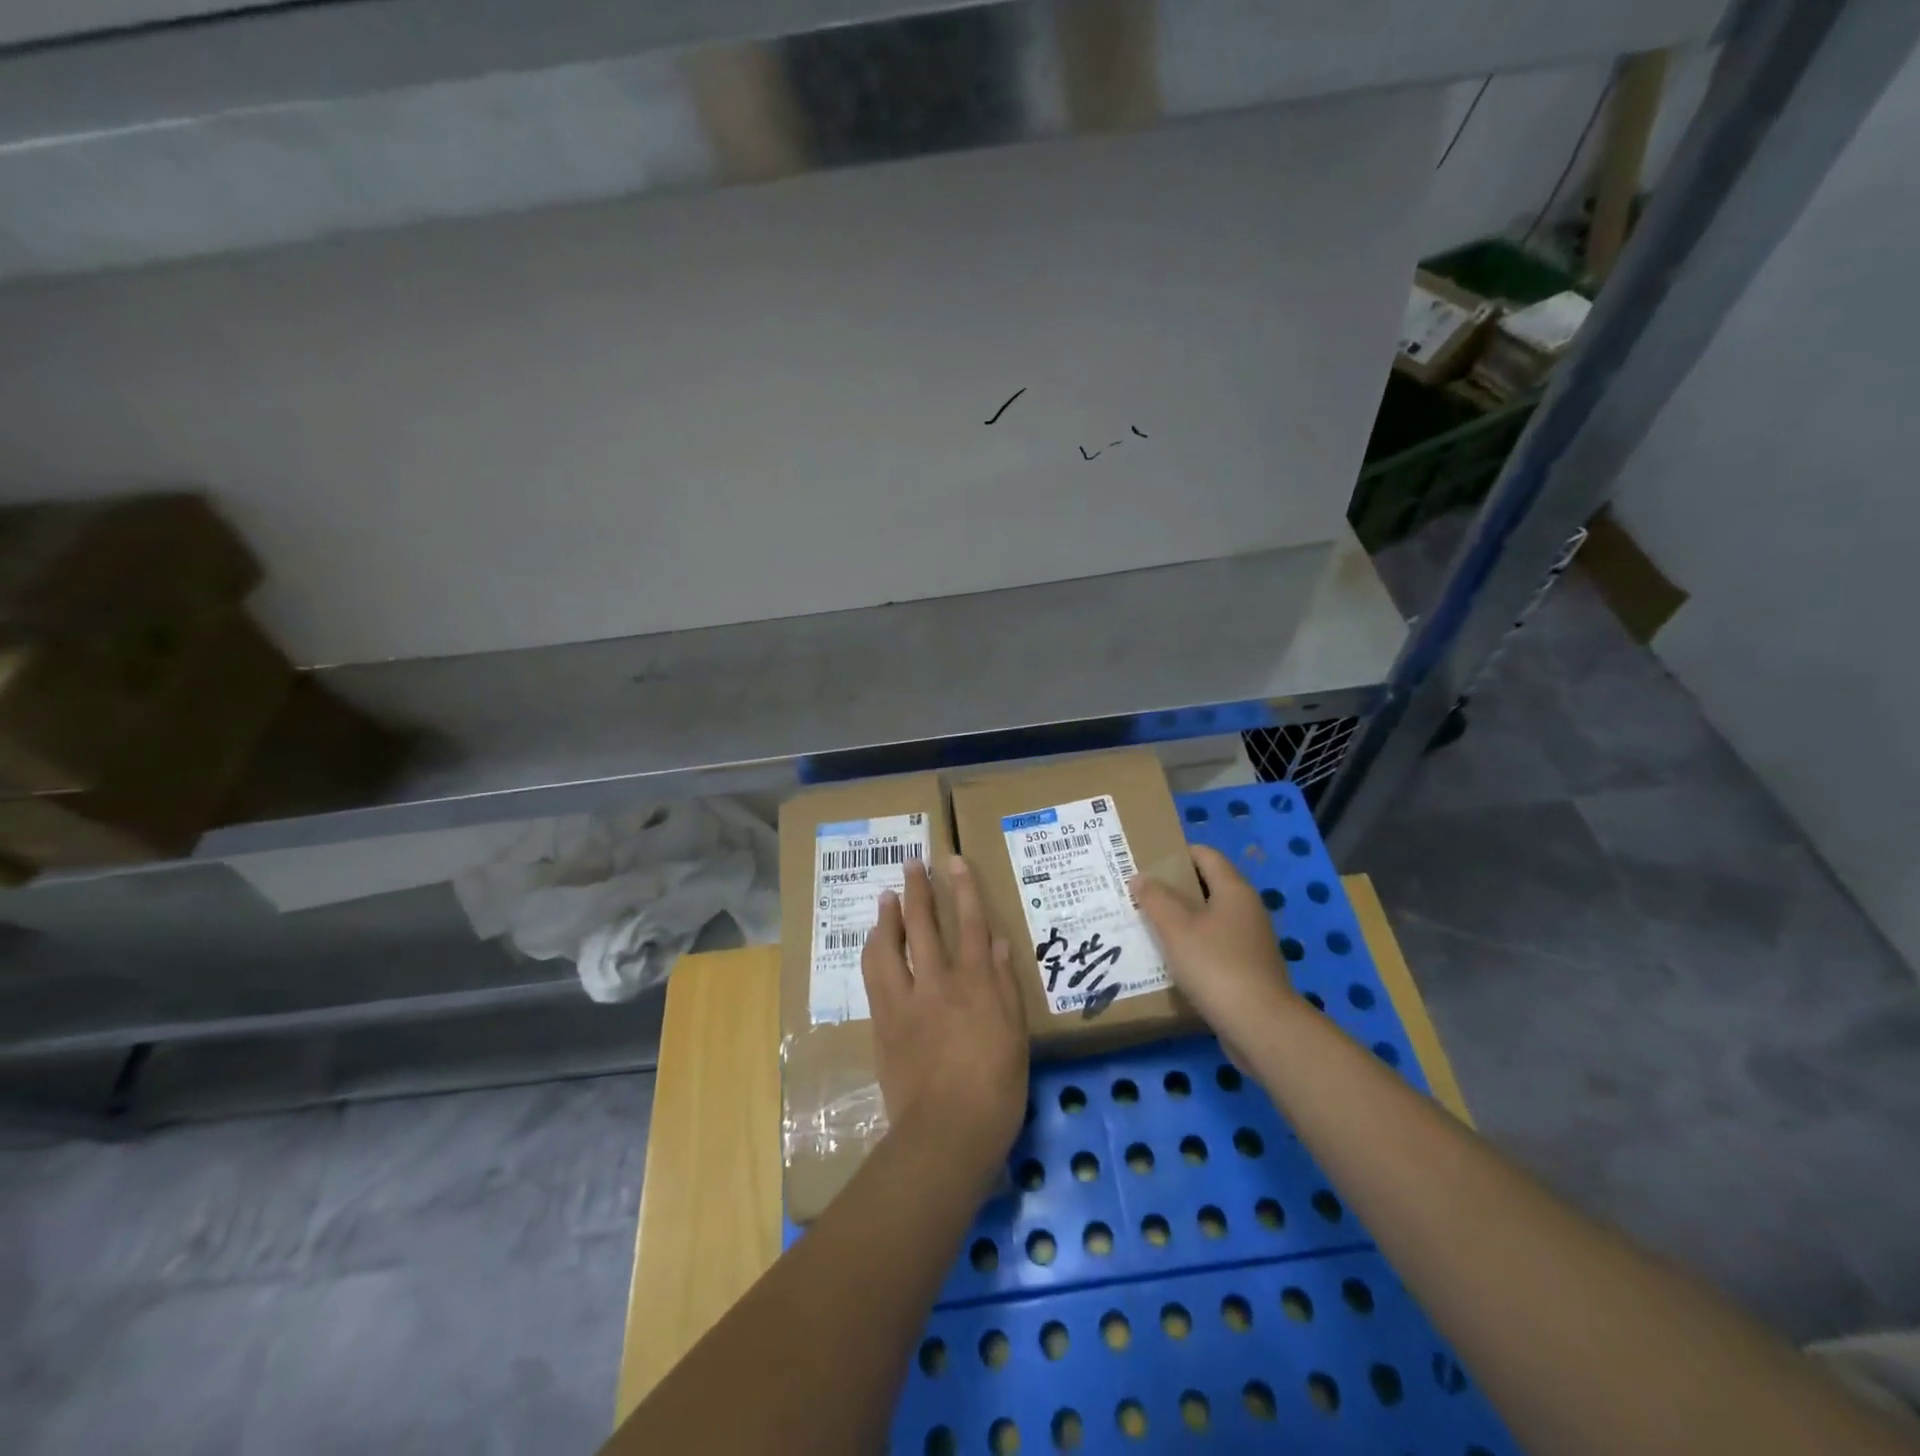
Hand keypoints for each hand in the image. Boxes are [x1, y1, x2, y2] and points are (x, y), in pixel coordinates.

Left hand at [863, 855, 1028, 1192]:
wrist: (945, 1132)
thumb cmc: (995, 1088)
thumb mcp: (1015, 1035)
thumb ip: (1004, 985)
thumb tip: (998, 943)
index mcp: (976, 984)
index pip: (971, 924)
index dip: (963, 890)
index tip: (953, 862)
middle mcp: (937, 982)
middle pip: (925, 925)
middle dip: (919, 890)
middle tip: (912, 864)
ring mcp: (906, 1001)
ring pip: (890, 946)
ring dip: (888, 917)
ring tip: (886, 897)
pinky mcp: (883, 1022)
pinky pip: (874, 976)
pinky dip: (874, 952)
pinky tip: (873, 943)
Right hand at [1131, 845, 1296, 1056]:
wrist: (1260, 1026)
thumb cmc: (1215, 965)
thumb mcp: (1176, 928)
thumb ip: (1155, 898)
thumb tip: (1141, 877)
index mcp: (1234, 890)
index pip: (1205, 855)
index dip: (1176, 853)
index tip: (1146, 862)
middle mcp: (1247, 910)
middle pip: (1207, 886)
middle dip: (1174, 889)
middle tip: (1139, 895)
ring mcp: (1251, 941)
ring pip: (1210, 919)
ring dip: (1181, 920)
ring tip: (1148, 927)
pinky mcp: (1249, 970)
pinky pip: (1215, 947)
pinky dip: (1193, 947)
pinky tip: (1170, 961)